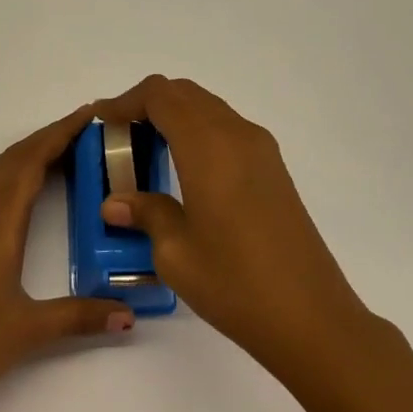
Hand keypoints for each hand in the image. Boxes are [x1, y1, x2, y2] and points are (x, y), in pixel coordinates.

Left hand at [0, 106, 133, 411]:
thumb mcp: (29, 330)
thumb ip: (81, 317)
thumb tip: (129, 313)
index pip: (31, 162)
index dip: (60, 134)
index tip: (90, 115)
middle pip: (12, 159)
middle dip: (48, 138)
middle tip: (87, 130)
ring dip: (25, 153)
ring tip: (59, 152)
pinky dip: (6, 172)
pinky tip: (15, 189)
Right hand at [90, 76, 370, 371]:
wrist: (311, 317)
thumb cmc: (235, 283)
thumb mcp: (175, 252)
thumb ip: (145, 213)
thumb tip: (115, 202)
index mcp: (208, 146)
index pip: (160, 96)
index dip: (126, 101)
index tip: (102, 121)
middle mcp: (237, 135)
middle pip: (186, 94)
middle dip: (148, 104)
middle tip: (119, 135)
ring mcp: (261, 150)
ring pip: (209, 108)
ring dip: (175, 116)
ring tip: (146, 150)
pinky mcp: (274, 170)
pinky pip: (227, 129)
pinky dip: (198, 132)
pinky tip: (183, 169)